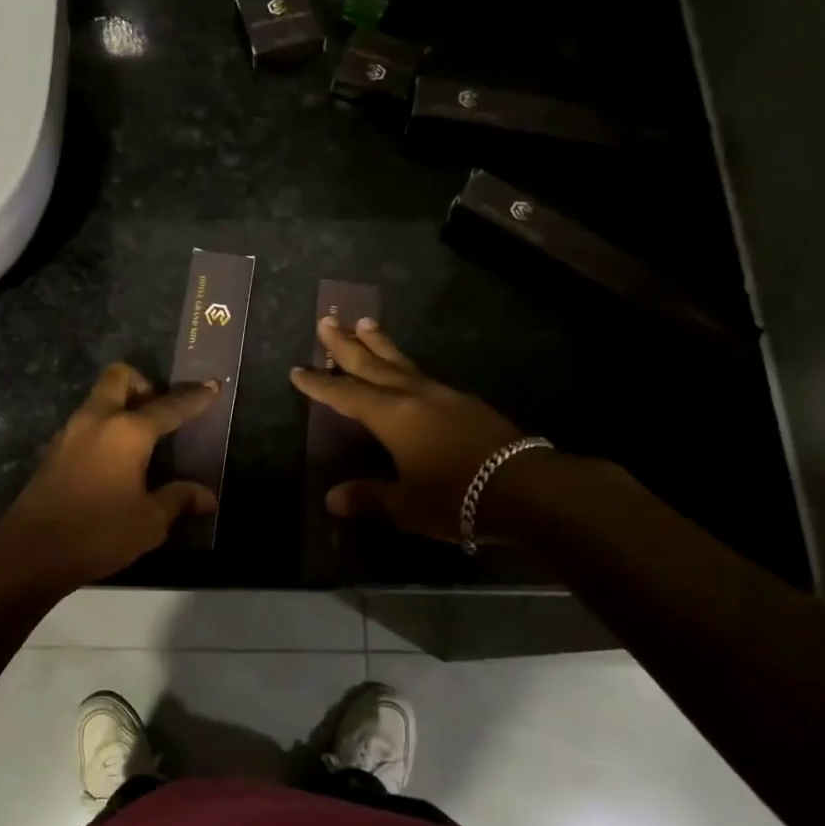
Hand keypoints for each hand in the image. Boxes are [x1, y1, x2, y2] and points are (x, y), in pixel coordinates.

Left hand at [0, 363, 218, 587]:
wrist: (31, 552)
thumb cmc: (98, 533)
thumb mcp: (149, 522)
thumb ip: (178, 500)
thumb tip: (206, 496)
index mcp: (127, 431)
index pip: (168, 406)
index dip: (193, 397)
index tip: (212, 386)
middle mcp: (97, 420)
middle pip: (120, 378)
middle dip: (144, 384)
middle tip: (160, 412)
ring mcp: (69, 433)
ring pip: (99, 400)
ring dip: (121, 406)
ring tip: (142, 440)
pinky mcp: (53, 451)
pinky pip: (86, 424)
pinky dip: (103, 429)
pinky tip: (114, 462)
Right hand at [290, 317, 534, 544]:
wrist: (527, 487)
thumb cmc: (456, 497)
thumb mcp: (406, 505)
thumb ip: (369, 497)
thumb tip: (333, 499)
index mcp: (392, 416)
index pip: (345, 395)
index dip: (319, 384)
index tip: (297, 370)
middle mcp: (414, 396)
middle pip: (372, 364)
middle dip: (346, 345)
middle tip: (326, 320)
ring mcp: (444, 396)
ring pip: (402, 363)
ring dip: (380, 344)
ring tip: (366, 323)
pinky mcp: (467, 404)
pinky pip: (424, 377)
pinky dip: (406, 367)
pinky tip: (408, 372)